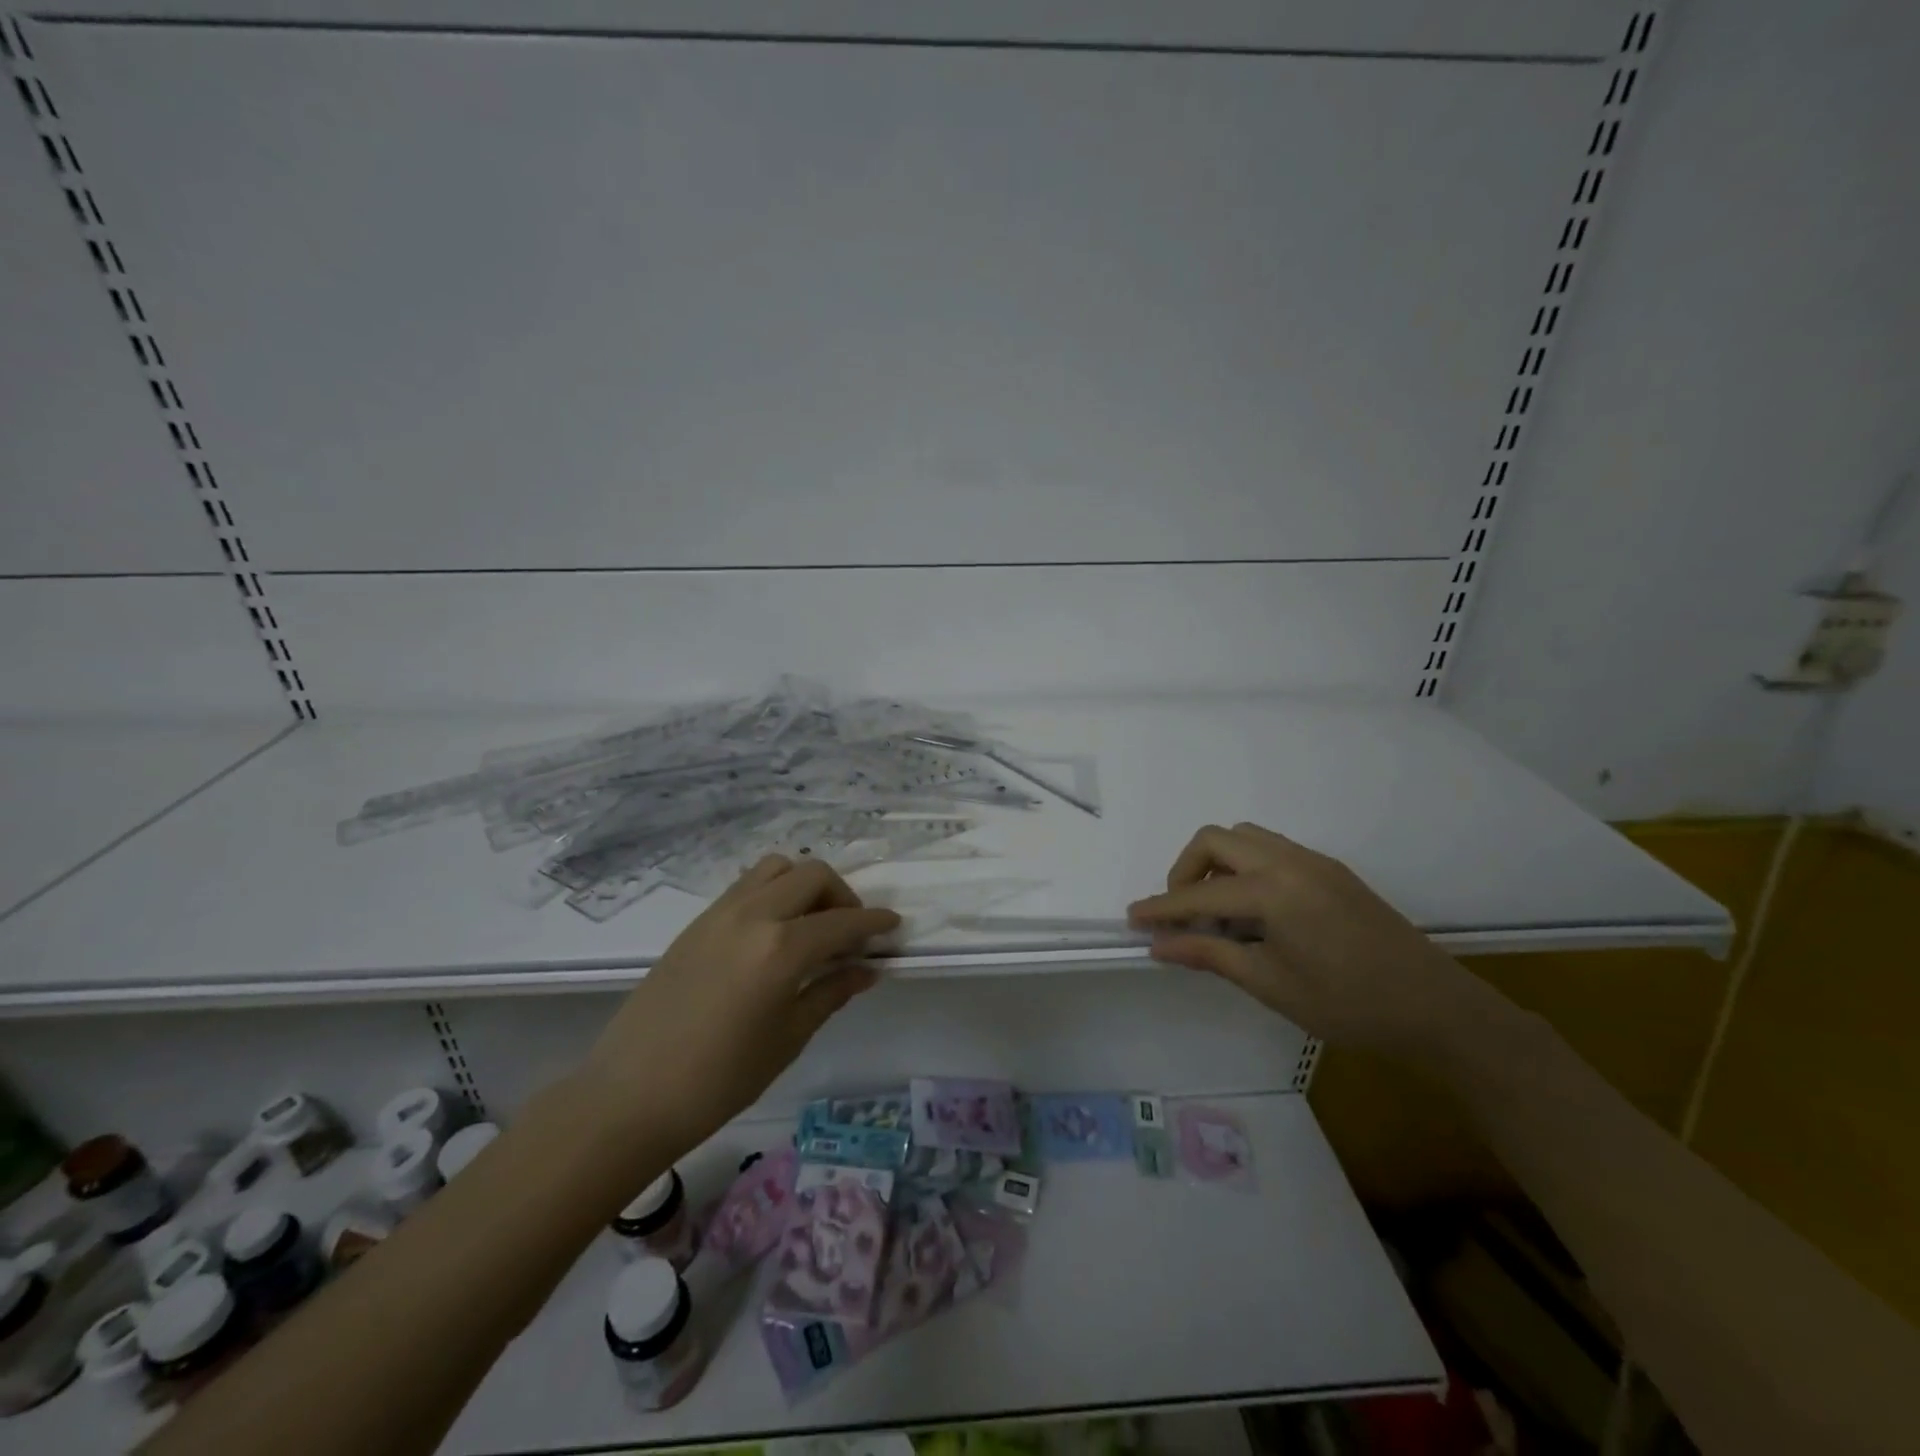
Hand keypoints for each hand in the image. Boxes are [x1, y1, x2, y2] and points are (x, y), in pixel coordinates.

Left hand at [579, 855, 899, 1157]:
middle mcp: (754, 915)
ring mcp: (720, 912)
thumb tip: (867, 970)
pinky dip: (773, 891)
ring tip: (811, 923)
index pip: (843, 923)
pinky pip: (746, 885)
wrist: (630, 1095)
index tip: (894, 926)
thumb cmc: (719, 1080)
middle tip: (850, 932)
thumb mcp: (788, 1038)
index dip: (874, 923)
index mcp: (781, 948)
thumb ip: (830, 993)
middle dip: (842, 896)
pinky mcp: (697, 921)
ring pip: (776, 868)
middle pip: (812, 875)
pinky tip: (774, 931)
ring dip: (804, 884)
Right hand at [1127, 822, 1499, 1060]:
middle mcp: (1290, 861)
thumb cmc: (1348, 1005)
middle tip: (1183, 914)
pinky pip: (1273, 849)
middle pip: (1215, 840)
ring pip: (1245, 837)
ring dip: (1218, 864)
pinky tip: (1255, 911)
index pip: (1199, 894)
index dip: (1162, 908)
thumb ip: (1210, 955)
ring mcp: (1314, 861)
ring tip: (1218, 912)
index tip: (1132, 919)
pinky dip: (1247, 867)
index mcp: (1273, 890)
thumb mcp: (1271, 984)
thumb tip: (1159, 945)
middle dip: (1185, 871)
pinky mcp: (1331, 870)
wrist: (1436, 1009)